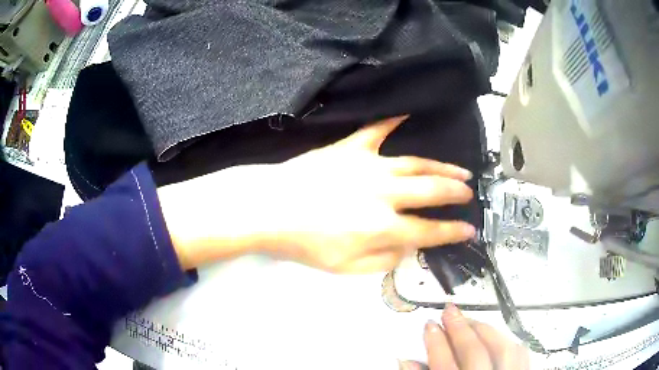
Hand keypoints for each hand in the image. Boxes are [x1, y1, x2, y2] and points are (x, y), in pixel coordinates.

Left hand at [158, 116, 475, 271]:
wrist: (269, 209)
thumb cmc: (304, 243)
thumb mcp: (345, 267)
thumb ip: (383, 261)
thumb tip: (408, 249)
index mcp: (382, 226)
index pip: (429, 230)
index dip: (453, 232)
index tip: (469, 230)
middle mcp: (383, 193)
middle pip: (431, 190)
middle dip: (455, 192)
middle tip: (469, 192)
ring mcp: (368, 165)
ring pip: (415, 163)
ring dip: (441, 166)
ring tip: (459, 169)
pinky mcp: (349, 149)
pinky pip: (376, 130)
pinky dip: (392, 121)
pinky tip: (406, 114)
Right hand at [401, 304, 529, 369]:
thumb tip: (406, 362)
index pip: (444, 366)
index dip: (435, 343)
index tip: (429, 326)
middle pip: (474, 353)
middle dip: (459, 329)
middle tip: (449, 312)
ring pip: (502, 348)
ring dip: (485, 330)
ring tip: (471, 320)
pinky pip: (520, 355)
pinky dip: (507, 341)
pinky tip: (497, 337)